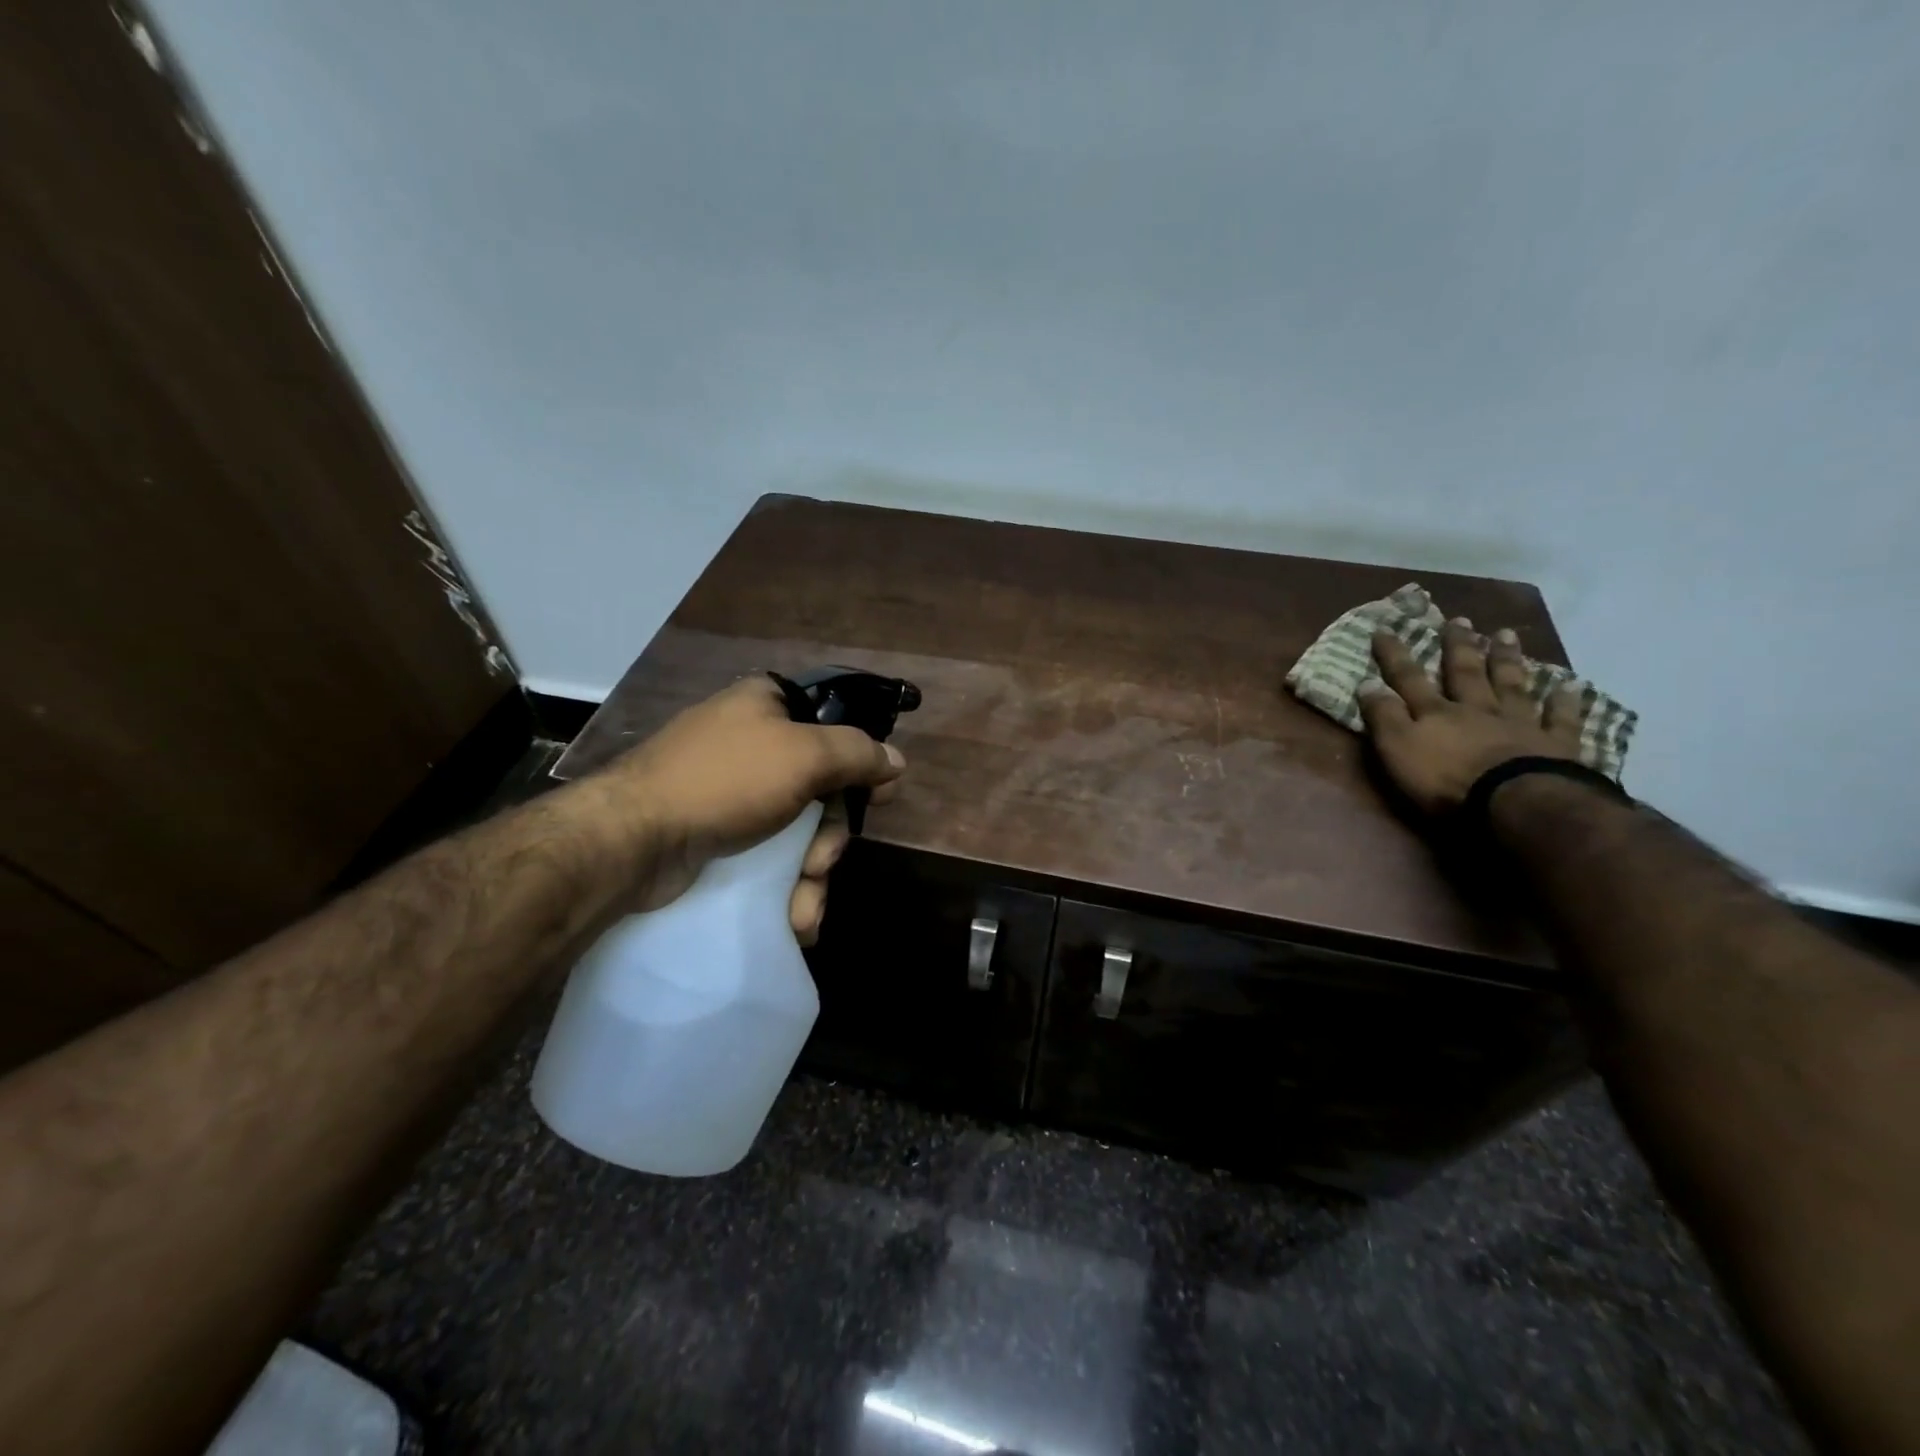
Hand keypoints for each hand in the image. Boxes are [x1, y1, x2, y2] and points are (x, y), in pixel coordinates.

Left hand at [584, 676, 905, 941]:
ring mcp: (730, 791)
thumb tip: (896, 760)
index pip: (833, 724)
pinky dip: (784, 886)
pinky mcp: (715, 834)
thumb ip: (858, 754)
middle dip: (830, 837)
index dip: (859, 763)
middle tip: (821, 862)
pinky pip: (767, 856)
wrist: (633, 839)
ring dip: (810, 875)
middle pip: (821, 789)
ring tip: (803, 906)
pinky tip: (793, 918)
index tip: (876, 798)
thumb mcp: (805, 755)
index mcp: (767, 705)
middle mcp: (750, 742)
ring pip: (797, 832)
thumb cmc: (726, 781)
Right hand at [1358, 619, 1585, 815]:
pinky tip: (1569, 685)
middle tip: (1459, 620)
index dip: (1395, 655)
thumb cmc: (1445, 779)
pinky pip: (1560, 719)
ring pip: (1510, 685)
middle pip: (1465, 673)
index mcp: (1436, 713)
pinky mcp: (1554, 745)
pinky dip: (1564, 702)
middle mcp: (1476, 709)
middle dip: (1459, 646)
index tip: (1384, 630)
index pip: (1409, 679)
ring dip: (1507, 660)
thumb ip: (1384, 716)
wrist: (1514, 801)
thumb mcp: (1398, 748)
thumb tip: (1367, 683)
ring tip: (1506, 634)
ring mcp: (1518, 723)